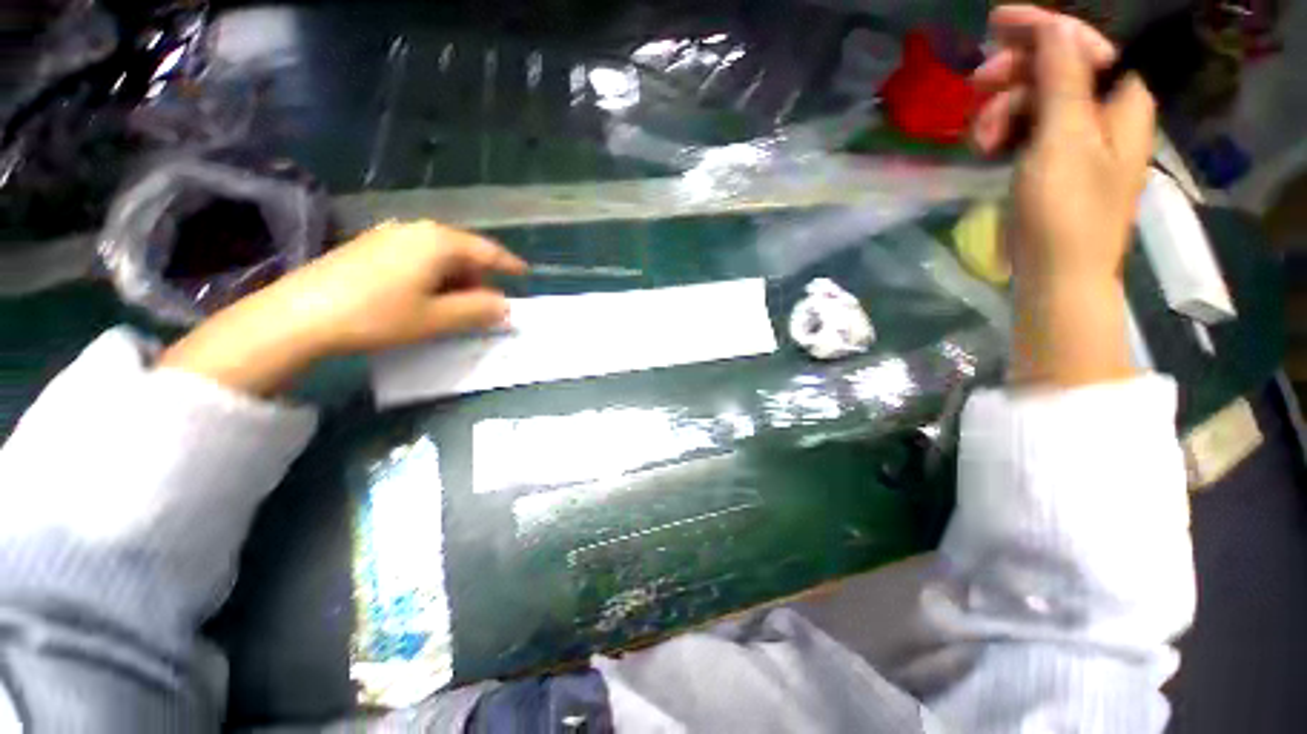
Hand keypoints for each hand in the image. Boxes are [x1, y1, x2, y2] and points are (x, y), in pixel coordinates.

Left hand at [159, 220, 526, 394]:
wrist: (298, 316)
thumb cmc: (377, 315)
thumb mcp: (436, 319)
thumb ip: (478, 311)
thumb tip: (505, 306)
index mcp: (438, 242)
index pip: (486, 251)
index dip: (508, 264)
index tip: (525, 273)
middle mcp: (416, 230)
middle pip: (462, 250)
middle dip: (480, 276)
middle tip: (489, 302)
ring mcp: (389, 235)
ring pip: (438, 254)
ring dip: (456, 278)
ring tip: (458, 304)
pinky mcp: (369, 247)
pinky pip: (416, 257)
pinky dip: (433, 275)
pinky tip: (425, 296)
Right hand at [971, 5, 1154, 386]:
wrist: (1056, 275)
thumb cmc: (1064, 211)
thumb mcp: (1063, 139)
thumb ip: (1062, 77)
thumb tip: (1054, 26)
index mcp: (1121, 100)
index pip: (1083, 43)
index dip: (1041, 28)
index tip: (994, 24)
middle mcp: (1104, 112)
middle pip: (1057, 69)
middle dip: (1014, 75)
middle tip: (976, 88)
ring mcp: (1078, 140)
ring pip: (1036, 100)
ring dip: (1002, 110)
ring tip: (980, 140)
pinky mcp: (1053, 163)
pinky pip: (1028, 129)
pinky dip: (1004, 132)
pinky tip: (987, 148)